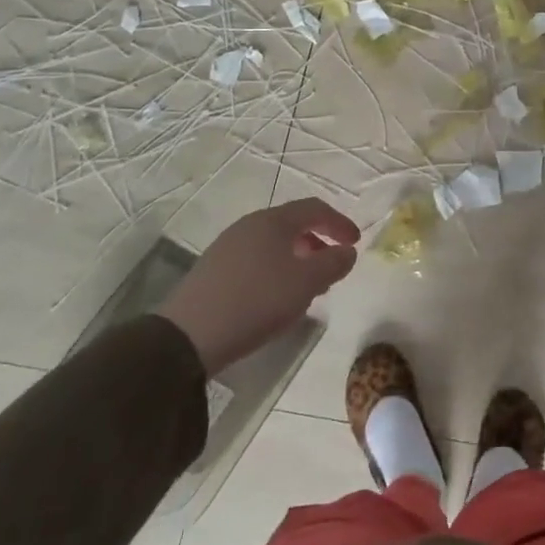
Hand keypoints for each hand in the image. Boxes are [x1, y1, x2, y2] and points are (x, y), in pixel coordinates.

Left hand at [158, 199, 360, 371]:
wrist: (188, 336)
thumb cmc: (257, 301)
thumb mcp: (307, 283)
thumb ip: (333, 263)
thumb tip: (347, 251)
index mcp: (273, 221)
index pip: (315, 209)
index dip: (340, 223)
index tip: (355, 243)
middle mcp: (249, 226)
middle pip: (293, 224)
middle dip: (318, 242)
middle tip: (332, 266)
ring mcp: (228, 247)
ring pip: (274, 244)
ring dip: (298, 259)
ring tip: (308, 287)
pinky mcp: (214, 270)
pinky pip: (256, 260)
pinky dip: (276, 270)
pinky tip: (277, 298)